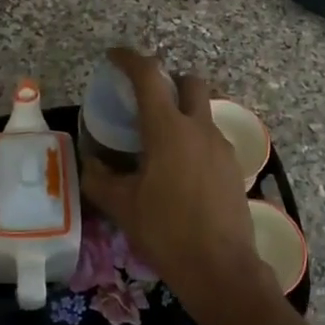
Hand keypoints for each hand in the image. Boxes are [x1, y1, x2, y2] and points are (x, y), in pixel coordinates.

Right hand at [80, 48, 270, 324]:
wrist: (220, 268)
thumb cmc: (166, 232)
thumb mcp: (122, 206)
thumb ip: (100, 179)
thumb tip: (90, 163)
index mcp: (168, 130)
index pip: (149, 76)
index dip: (129, 59)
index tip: (114, 56)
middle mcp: (199, 129)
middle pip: (190, 82)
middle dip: (170, 80)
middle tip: (147, 99)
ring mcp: (222, 147)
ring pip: (204, 112)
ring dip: (183, 112)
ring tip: (160, 142)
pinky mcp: (234, 167)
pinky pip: (212, 139)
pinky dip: (195, 139)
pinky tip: (181, 170)